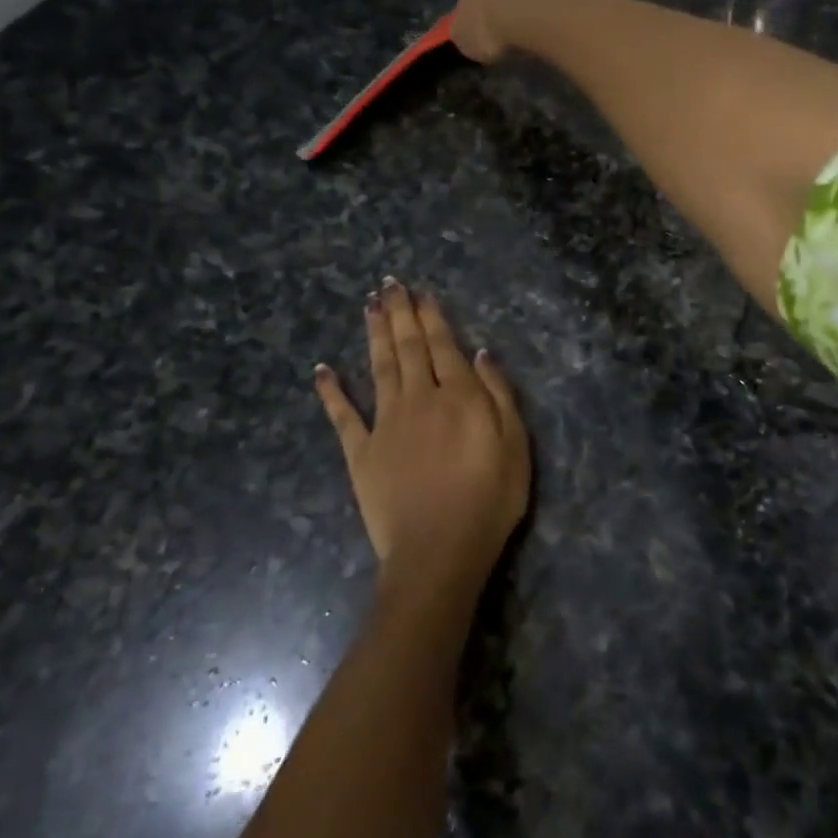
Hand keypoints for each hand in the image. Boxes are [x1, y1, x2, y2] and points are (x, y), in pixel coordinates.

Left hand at [314, 279, 529, 595]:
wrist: (438, 553)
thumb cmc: (488, 501)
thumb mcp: (515, 446)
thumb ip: (499, 395)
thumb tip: (480, 353)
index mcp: (458, 396)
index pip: (443, 345)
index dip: (431, 316)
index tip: (420, 292)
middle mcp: (419, 399)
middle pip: (408, 347)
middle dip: (400, 313)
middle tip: (389, 284)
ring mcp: (385, 424)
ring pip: (378, 368)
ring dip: (374, 334)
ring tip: (369, 306)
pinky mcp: (361, 453)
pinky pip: (343, 416)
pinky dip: (331, 392)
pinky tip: (322, 370)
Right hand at [450, 0, 600, 63]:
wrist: (543, 12)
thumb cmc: (498, 30)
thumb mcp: (469, 42)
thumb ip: (467, 33)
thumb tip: (467, 32)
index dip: (486, 12)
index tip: (495, 32)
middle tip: (524, 27)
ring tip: (551, 25)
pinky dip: (569, 0)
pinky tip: (572, 20)